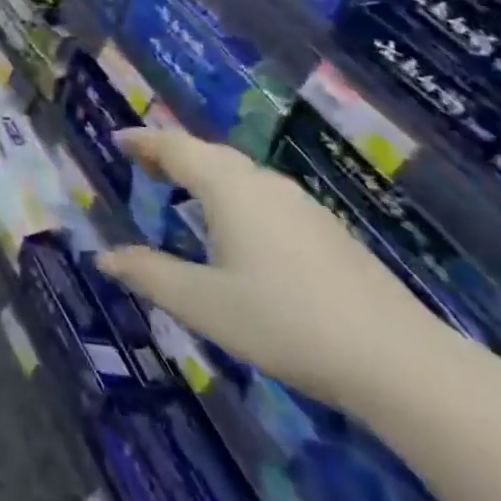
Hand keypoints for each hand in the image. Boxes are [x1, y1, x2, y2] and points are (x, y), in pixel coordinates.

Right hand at [95, 126, 443, 408]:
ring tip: (183, 190)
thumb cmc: (284, 323)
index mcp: (229, 189)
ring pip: (241, 175)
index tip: (118, 138)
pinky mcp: (327, 232)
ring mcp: (301, 206)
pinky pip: (264, 196)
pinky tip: (239, 228)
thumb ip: (150, 275)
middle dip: (172, 154)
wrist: (397, 361)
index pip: (176, 147)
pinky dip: (234, 195)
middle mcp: (264, 184)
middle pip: (209, 155)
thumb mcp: (203, 304)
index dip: (144, 141)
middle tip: (143, 163)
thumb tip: (103, 257)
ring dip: (205, 174)